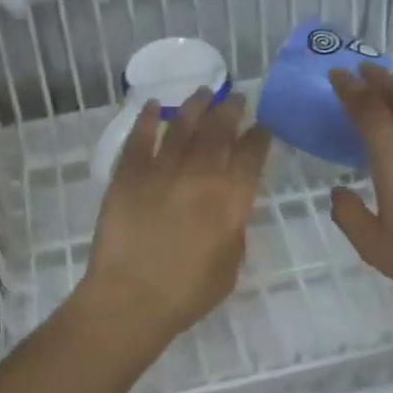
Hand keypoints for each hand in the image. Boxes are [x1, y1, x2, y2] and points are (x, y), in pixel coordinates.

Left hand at [77, 89, 272, 345]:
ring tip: (204, 92)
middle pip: (219, 131)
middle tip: (237, 98)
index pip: (251, 155)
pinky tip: (153, 107)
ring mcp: (162, 171)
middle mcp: (200, 176)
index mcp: (231, 200)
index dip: (260, 136)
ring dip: (195, 106)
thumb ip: (234, 227)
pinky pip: (140, 139)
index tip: (263, 125)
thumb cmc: (188, 293)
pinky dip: (147, 120)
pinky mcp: (128, 175)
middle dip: (231, 110)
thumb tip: (230, 206)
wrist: (131, 300)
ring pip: (182, 127)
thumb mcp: (230, 264)